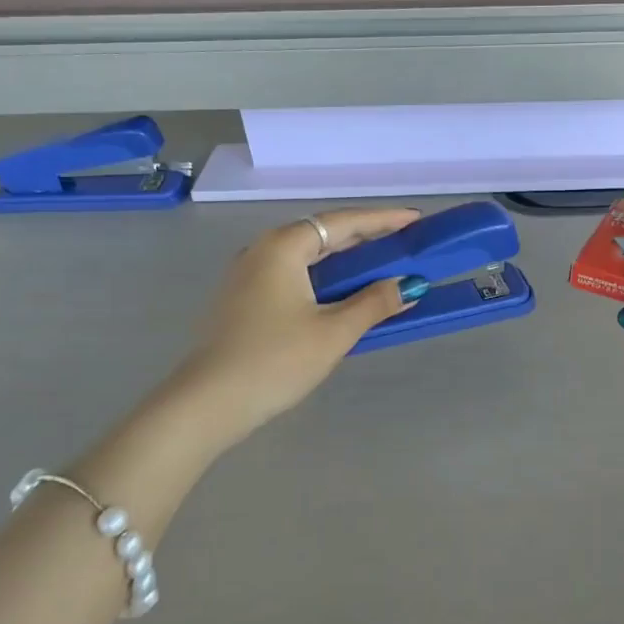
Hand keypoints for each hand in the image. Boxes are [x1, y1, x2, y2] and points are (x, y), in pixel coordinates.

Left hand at [168, 207, 424, 447]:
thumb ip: (374, 303)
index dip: (383, 220)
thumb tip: (409, 285)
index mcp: (283, 246)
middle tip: (404, 244)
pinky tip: (341, 295)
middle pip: (322, 234)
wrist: (208, 403)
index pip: (343, 222)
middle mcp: (262, 250)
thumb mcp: (333, 333)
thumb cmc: (275, 361)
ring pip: (306, 256)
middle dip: (365, 238)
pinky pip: (292, 275)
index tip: (415, 220)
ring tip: (380, 267)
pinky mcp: (243, 300)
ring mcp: (247, 275)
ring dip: (344, 260)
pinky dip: (323, 278)